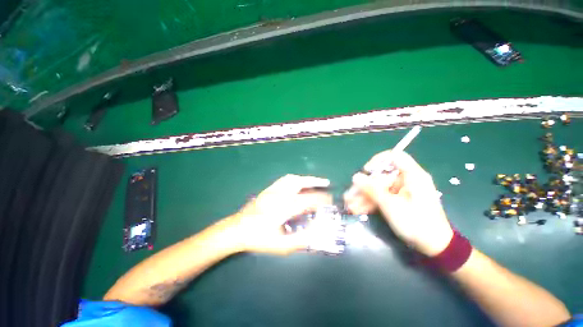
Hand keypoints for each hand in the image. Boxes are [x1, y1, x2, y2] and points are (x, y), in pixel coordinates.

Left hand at [231, 174, 332, 254]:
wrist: (237, 229)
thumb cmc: (259, 238)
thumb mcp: (281, 245)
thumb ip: (301, 240)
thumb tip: (318, 233)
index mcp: (284, 207)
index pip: (308, 200)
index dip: (321, 199)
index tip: (330, 200)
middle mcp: (279, 195)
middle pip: (300, 183)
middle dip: (315, 182)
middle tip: (326, 183)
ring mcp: (273, 190)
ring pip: (292, 179)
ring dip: (305, 179)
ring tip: (315, 181)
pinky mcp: (268, 189)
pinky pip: (284, 180)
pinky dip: (295, 179)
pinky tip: (298, 183)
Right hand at [345, 151, 452, 255]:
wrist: (434, 247)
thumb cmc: (416, 223)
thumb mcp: (391, 205)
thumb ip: (372, 189)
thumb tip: (355, 176)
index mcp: (412, 176)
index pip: (394, 156)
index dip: (377, 161)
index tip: (366, 171)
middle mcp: (406, 180)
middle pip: (380, 177)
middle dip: (363, 187)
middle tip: (349, 196)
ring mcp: (401, 191)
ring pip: (378, 189)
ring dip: (363, 197)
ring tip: (349, 205)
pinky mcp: (398, 201)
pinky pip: (382, 197)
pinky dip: (371, 203)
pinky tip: (357, 209)